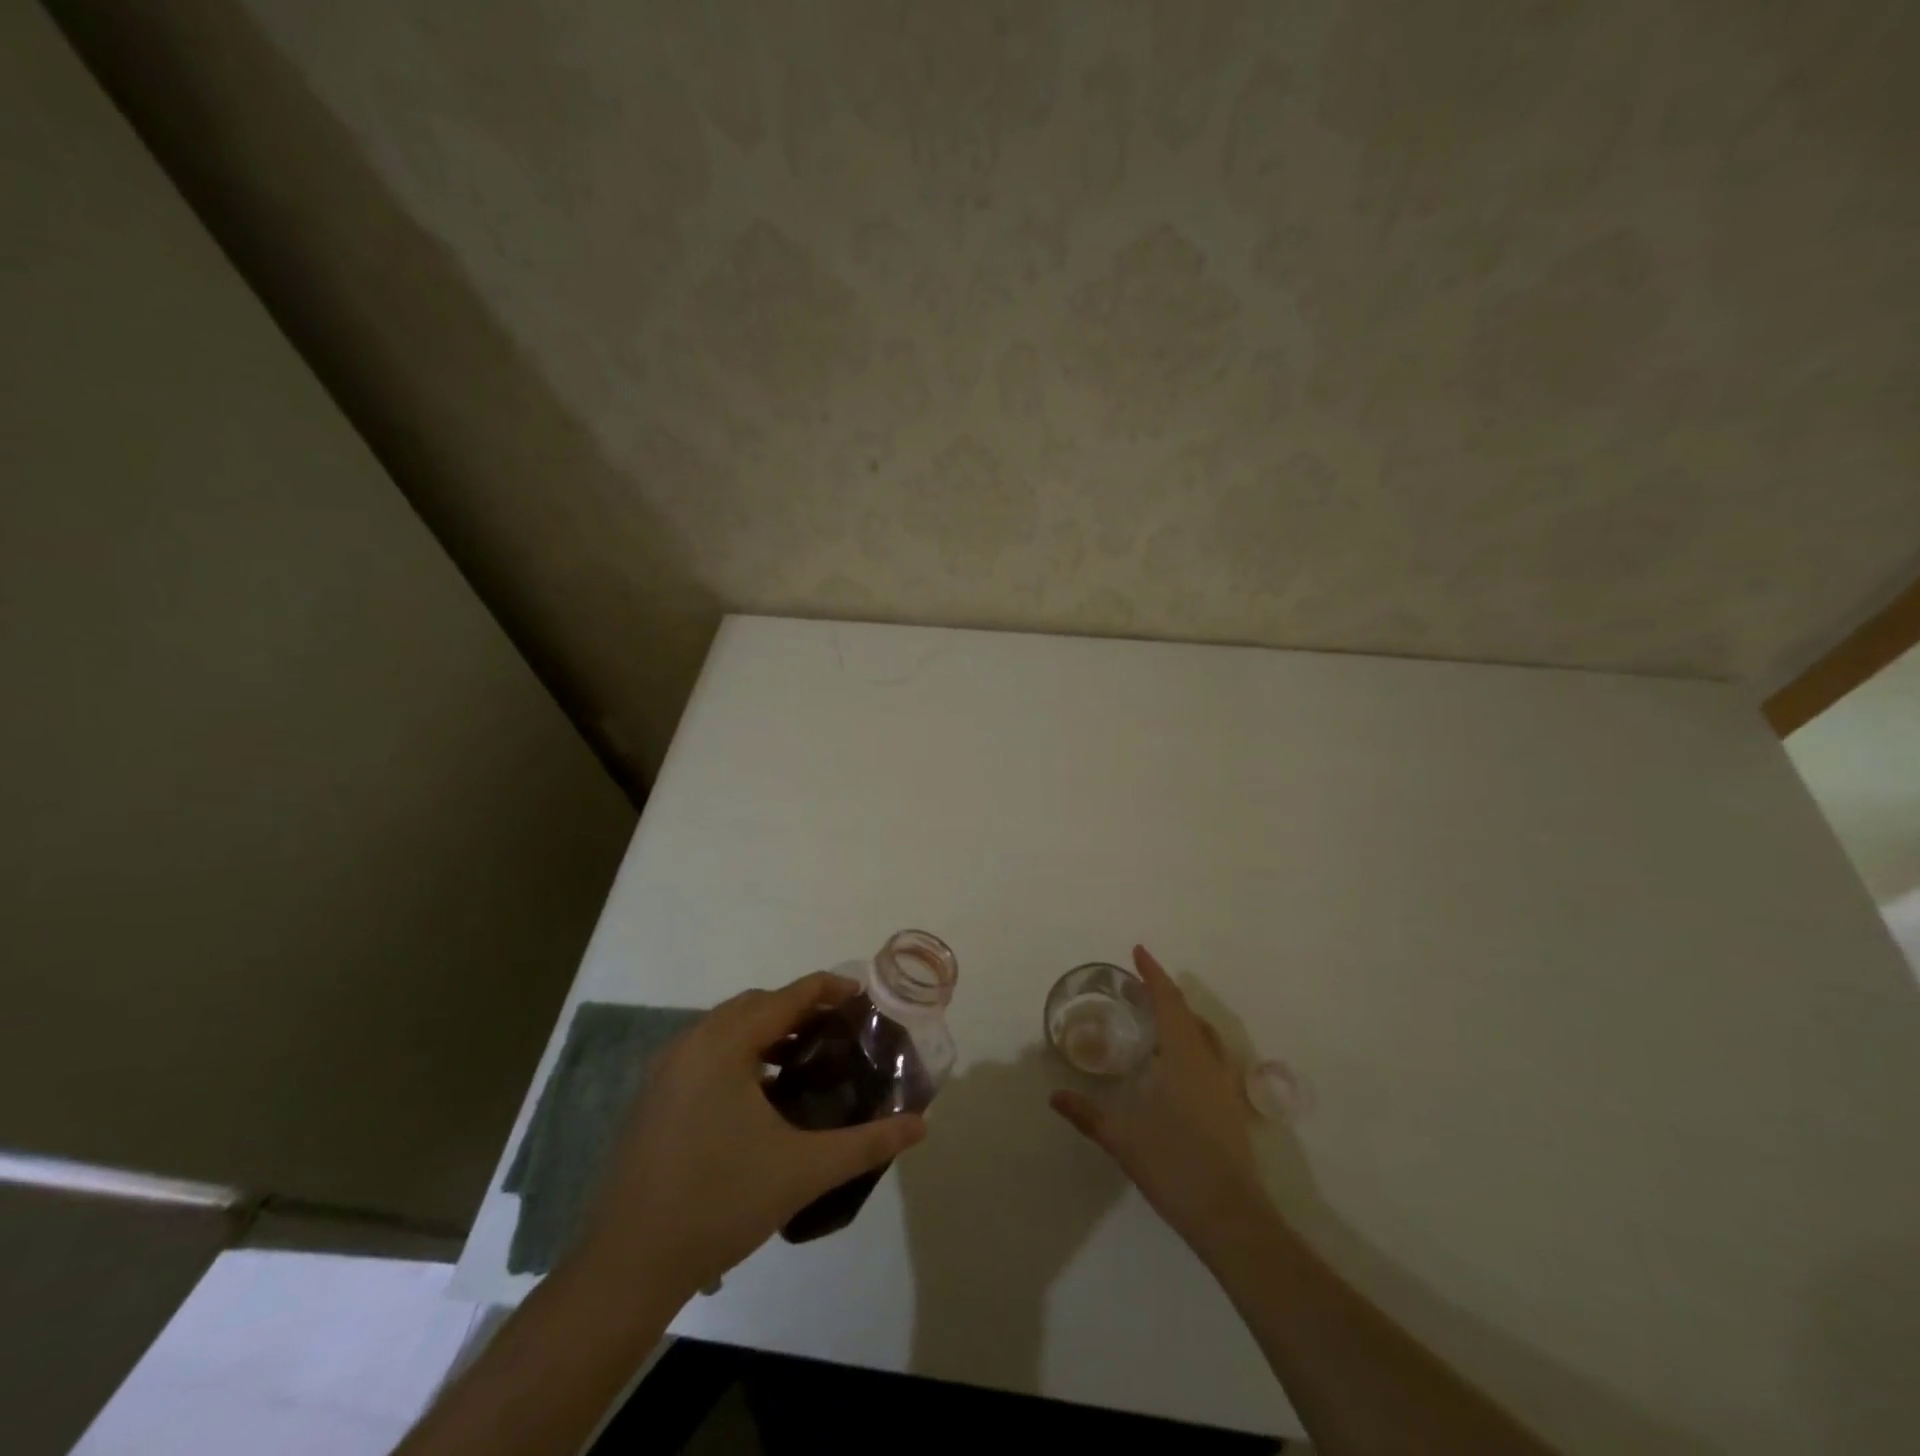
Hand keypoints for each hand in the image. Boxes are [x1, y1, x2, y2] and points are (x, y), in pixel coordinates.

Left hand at [575, 972, 926, 1299]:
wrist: (628, 1266)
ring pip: (727, 1028)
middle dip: (799, 1008)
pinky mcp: (653, 1098)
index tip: (862, 994)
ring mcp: (665, 1070)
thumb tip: (920, 1125)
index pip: (786, 997)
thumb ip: (867, 1142)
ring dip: (768, 1031)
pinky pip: (706, 1053)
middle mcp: (691, 1043)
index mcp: (724, 1045)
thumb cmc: (720, 1203)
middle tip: (839, 1028)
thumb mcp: (804, 1170)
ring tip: (807, 1056)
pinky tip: (763, 1093)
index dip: (828, 989)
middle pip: (755, 1005)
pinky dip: (741, 1054)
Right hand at [1050, 945, 1266, 1246]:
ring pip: (1204, 1036)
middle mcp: (1208, 1063)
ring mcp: (1224, 1086)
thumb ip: (1087, 1114)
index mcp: (1184, 1058)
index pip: (1168, 1002)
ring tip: (1157, 1018)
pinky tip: (1176, 1065)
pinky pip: (1210, 1056)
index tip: (1139, 951)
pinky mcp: (1230, 1108)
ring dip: (1182, 1018)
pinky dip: (1191, 1043)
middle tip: (1140, 985)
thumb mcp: (1123, 1138)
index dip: (1153, 974)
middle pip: (1188, 1014)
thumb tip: (1055, 1097)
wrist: (1232, 1218)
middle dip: (1165, 994)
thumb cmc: (1176, 1166)